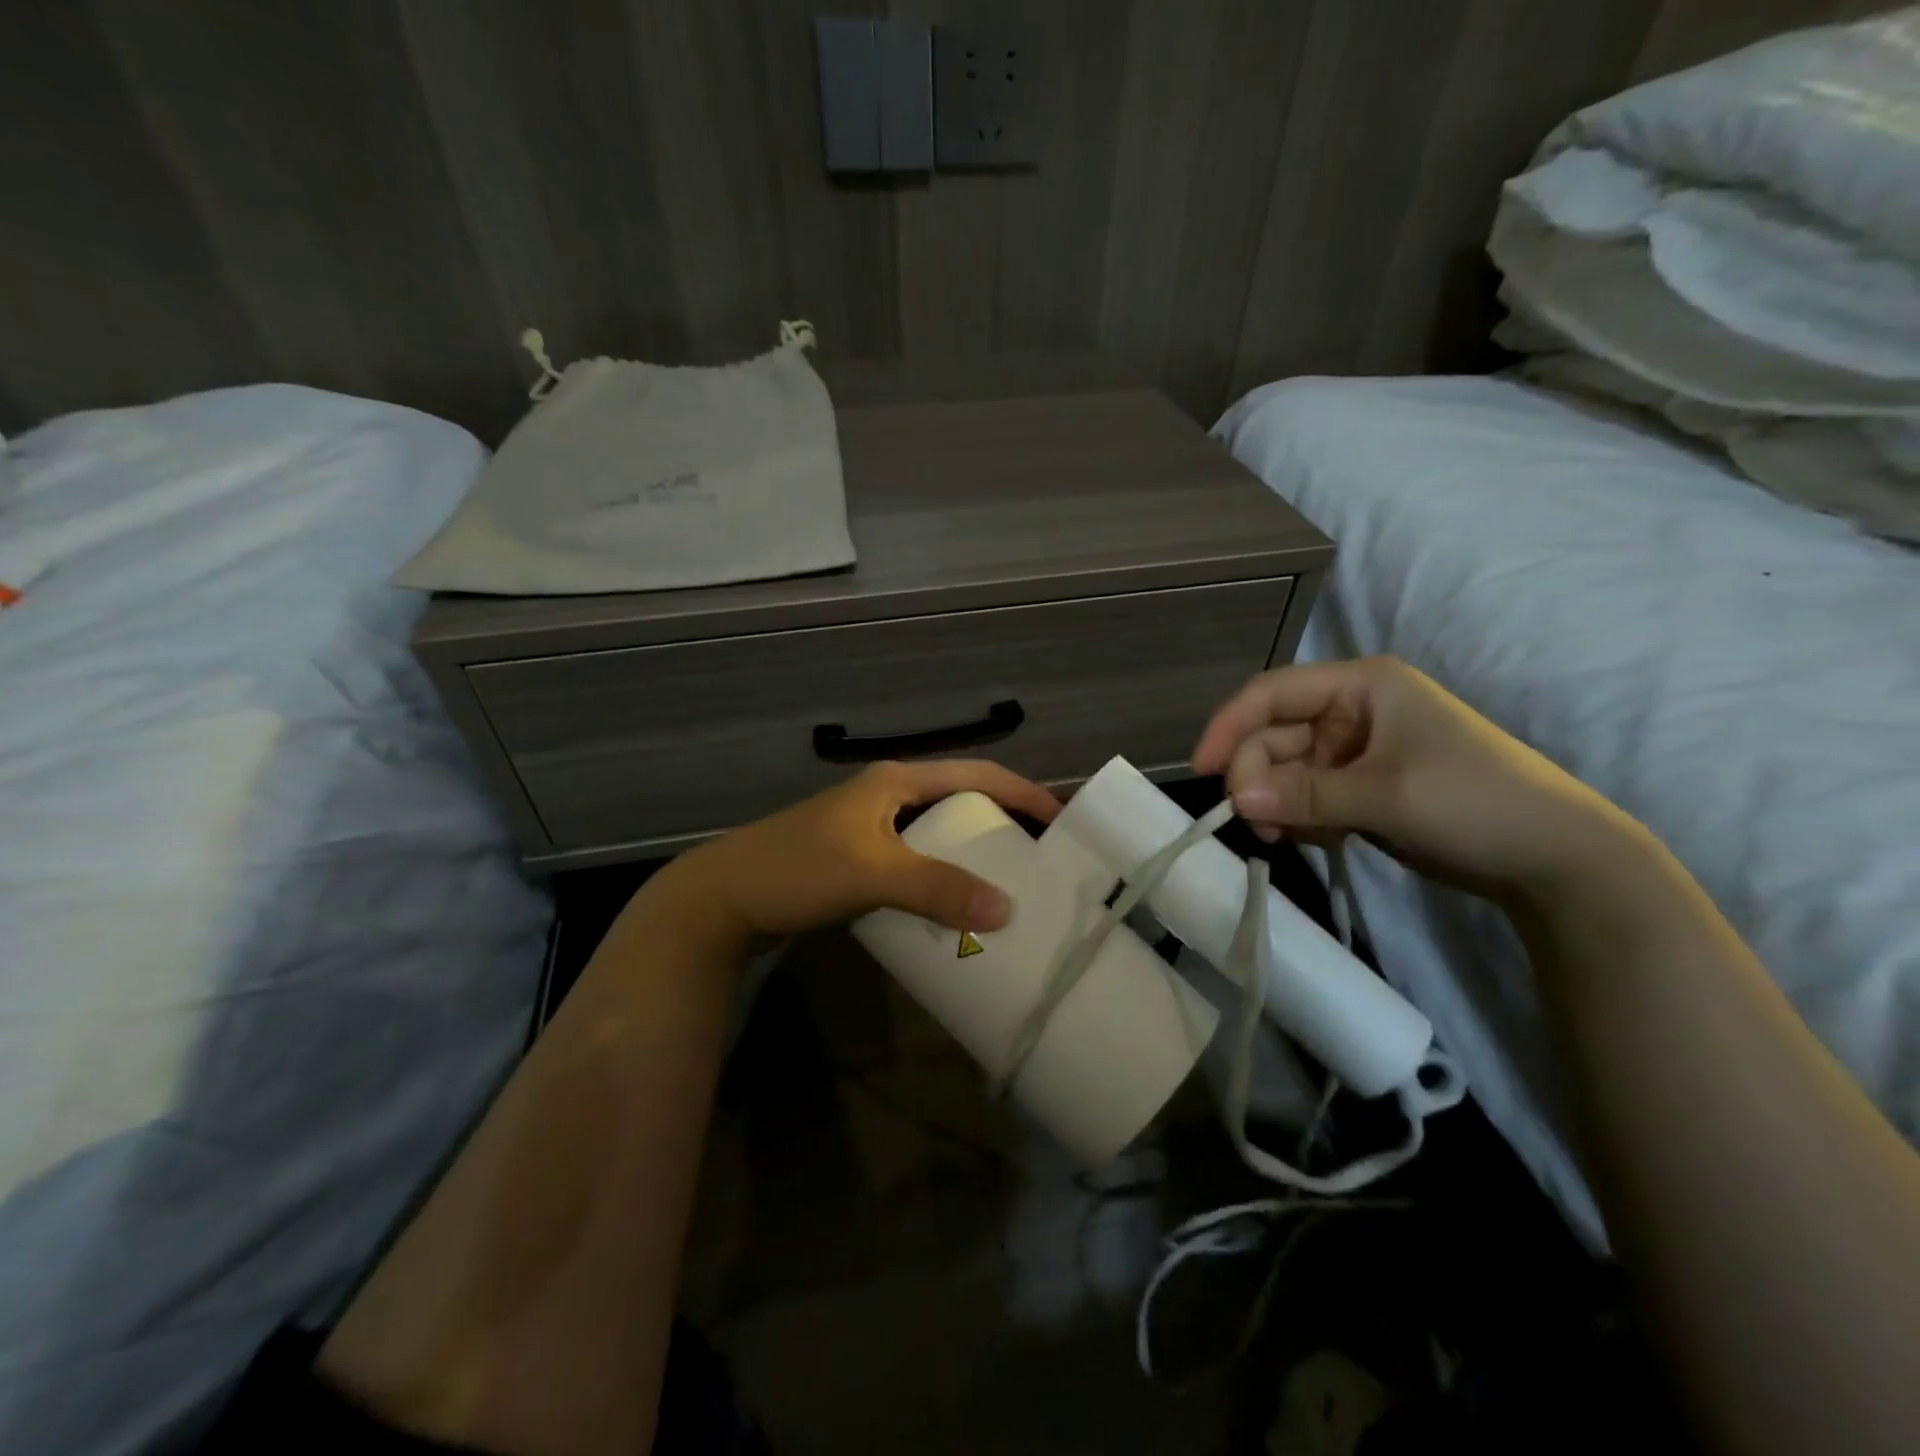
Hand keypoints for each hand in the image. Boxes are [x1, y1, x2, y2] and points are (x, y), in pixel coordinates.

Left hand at [666, 760, 1059, 942]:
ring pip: (938, 834)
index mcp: (895, 781)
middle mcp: (886, 796)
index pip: (976, 774)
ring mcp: (868, 828)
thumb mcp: (872, 874)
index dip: (1022, 792)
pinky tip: (954, 905)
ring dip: (973, 854)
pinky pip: (916, 862)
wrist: (719, 899)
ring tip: (1009, 883)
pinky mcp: (855, 860)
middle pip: (961, 801)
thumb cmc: (796, 869)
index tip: (1062, 821)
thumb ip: (938, 888)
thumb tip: (1008, 909)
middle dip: (1003, 823)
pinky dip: (942, 877)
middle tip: (1041, 857)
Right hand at [1192, 656, 1639, 898]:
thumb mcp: (1385, 794)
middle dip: (1258, 778)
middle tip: (1257, 824)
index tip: (1202, 770)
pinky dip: (1300, 818)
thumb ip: (1304, 795)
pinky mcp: (1359, 787)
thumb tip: (1234, 803)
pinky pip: (1305, 795)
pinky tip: (1320, 839)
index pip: (1271, 693)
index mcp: (1361, 686)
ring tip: (1290, 838)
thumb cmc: (1474, 802)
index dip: (1230, 726)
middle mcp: (1351, 710)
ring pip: (1285, 770)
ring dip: (1277, 803)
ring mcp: (1354, 751)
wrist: (1554, 859)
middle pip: (1273, 736)